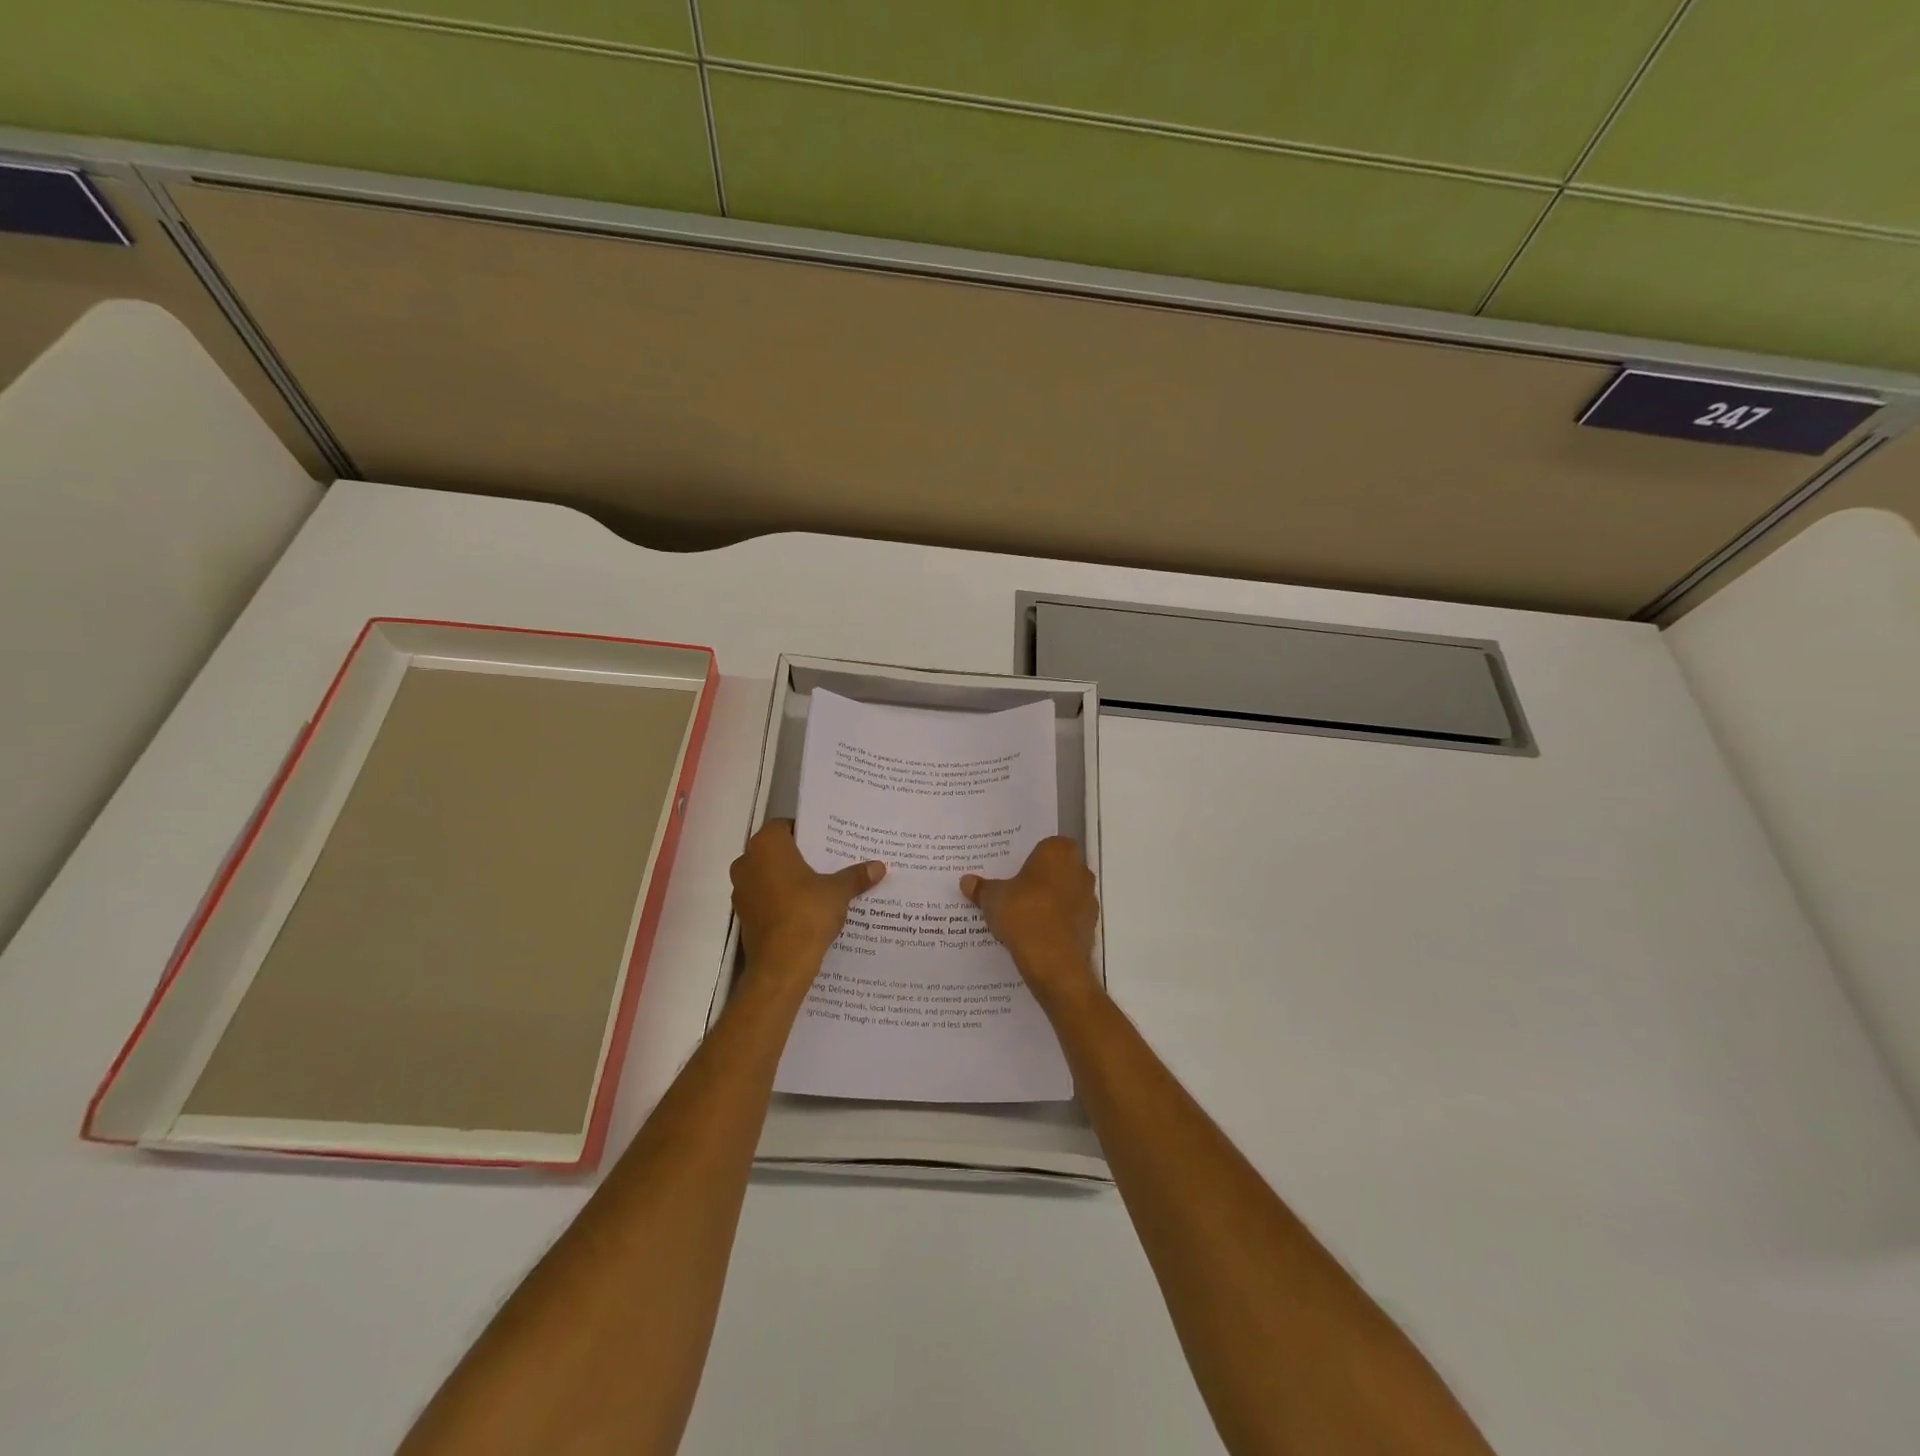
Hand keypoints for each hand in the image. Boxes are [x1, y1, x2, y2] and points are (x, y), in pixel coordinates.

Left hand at [730, 820, 884, 976]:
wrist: (781, 965)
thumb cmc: (807, 914)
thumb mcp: (838, 892)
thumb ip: (856, 876)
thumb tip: (880, 867)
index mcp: (766, 846)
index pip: (784, 826)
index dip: (805, 831)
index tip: (826, 841)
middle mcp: (747, 862)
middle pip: (775, 850)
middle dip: (799, 856)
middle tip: (827, 861)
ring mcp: (741, 890)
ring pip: (768, 875)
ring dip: (788, 879)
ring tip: (819, 886)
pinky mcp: (743, 915)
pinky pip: (765, 898)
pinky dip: (781, 900)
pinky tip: (805, 909)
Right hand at [961, 838, 1099, 1006]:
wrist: (1054, 963)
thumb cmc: (1024, 915)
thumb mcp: (993, 899)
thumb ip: (982, 888)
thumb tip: (966, 881)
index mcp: (1058, 852)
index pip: (1044, 846)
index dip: (1028, 859)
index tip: (1011, 871)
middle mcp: (1079, 870)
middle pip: (1056, 870)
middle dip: (1038, 879)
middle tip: (1013, 891)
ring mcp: (1088, 899)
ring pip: (1064, 894)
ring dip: (1048, 902)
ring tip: (1021, 916)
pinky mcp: (1090, 926)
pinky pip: (1068, 918)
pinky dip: (1055, 923)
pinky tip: (1034, 935)